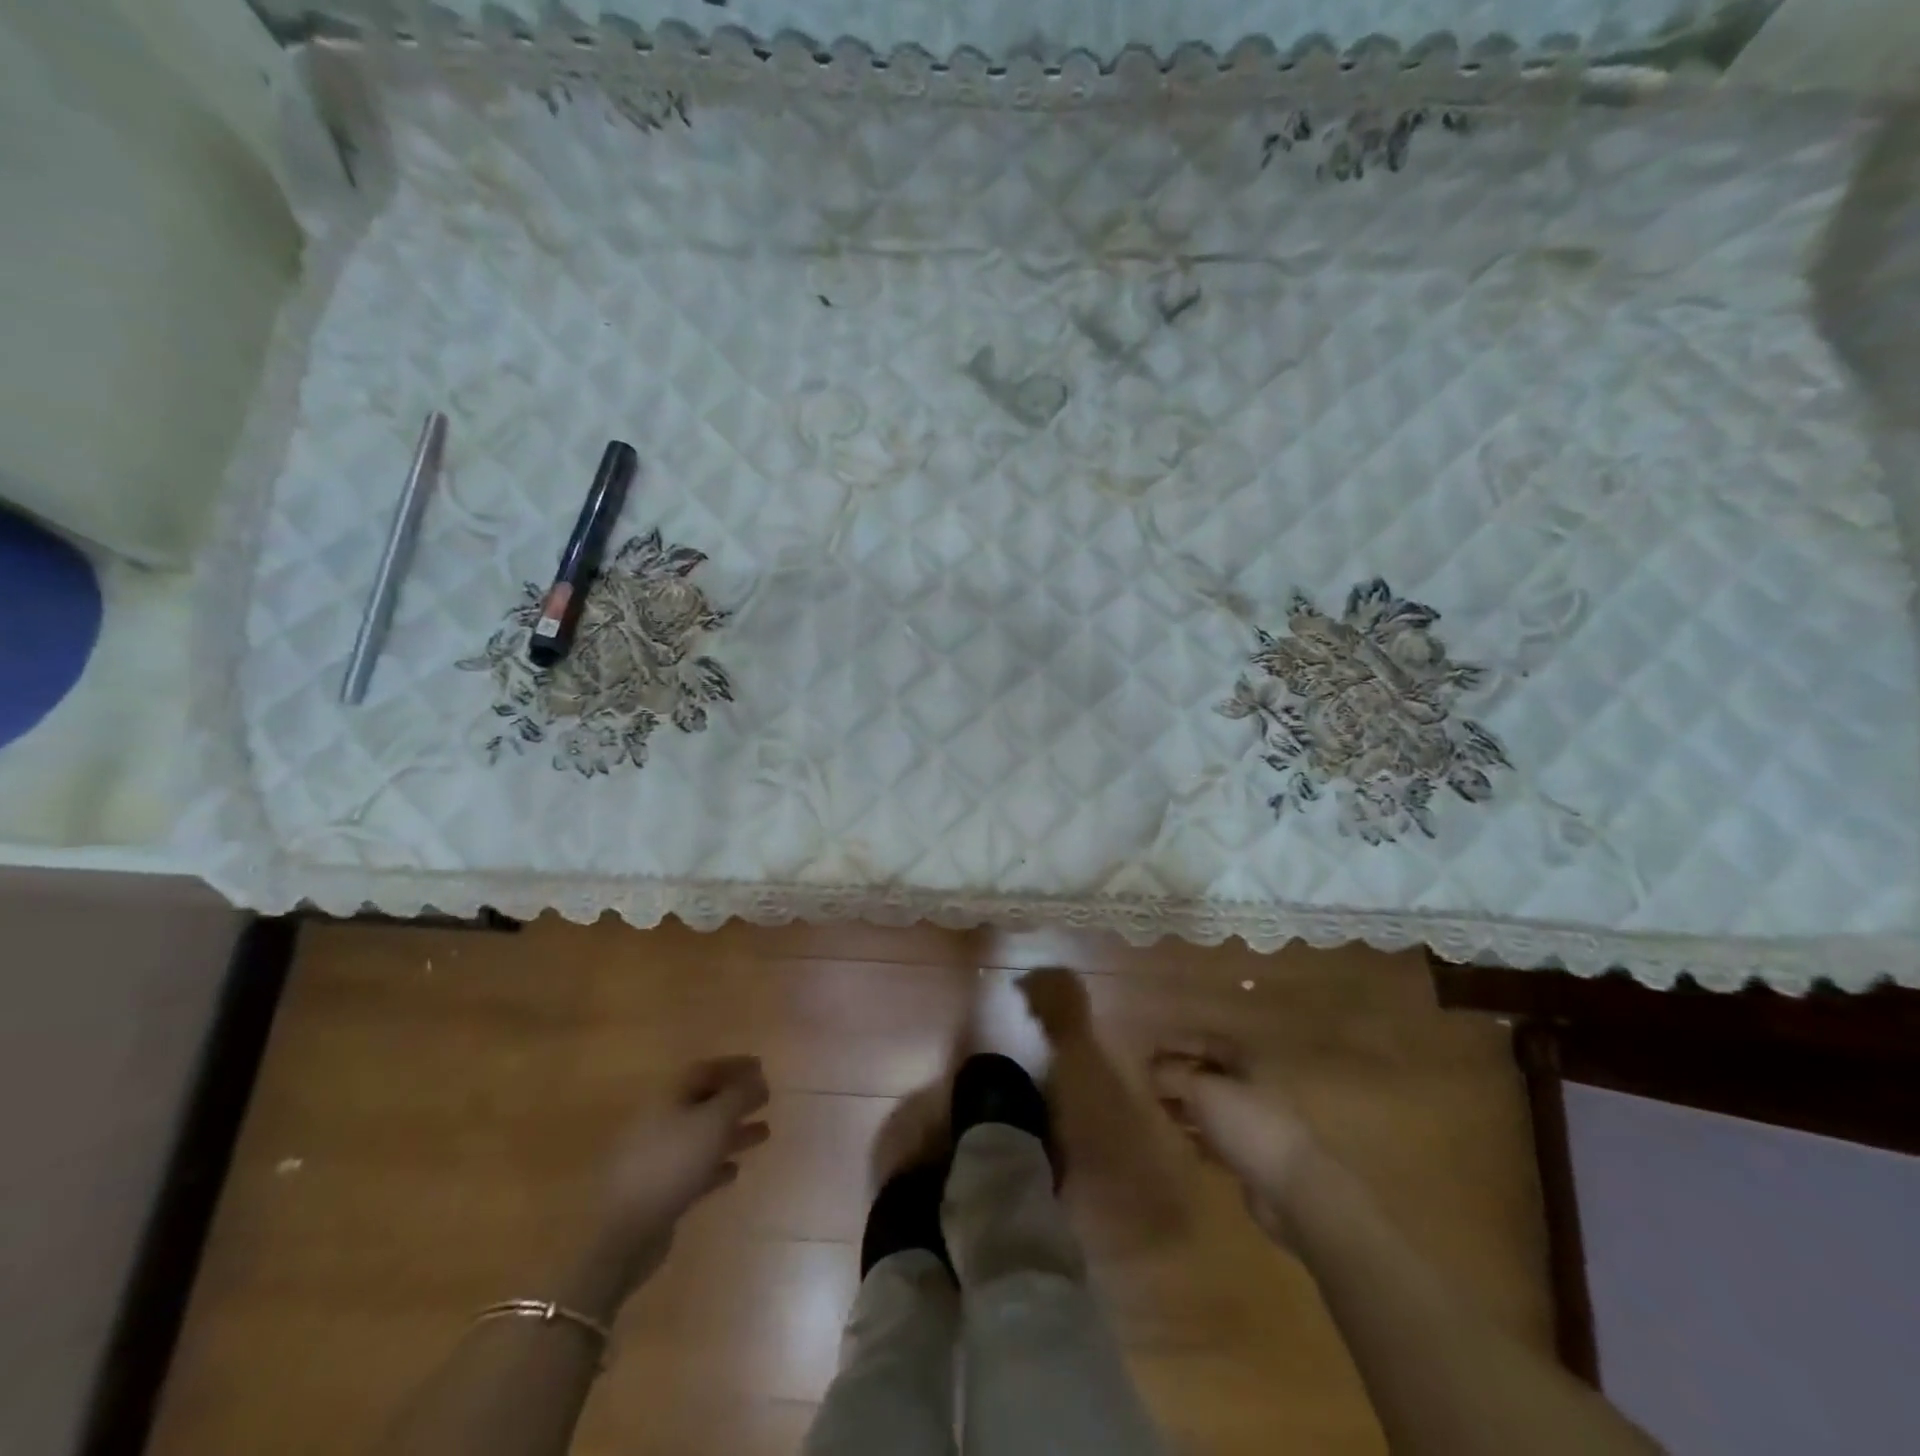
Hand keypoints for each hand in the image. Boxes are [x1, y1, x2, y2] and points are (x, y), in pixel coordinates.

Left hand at [560, 1056, 770, 1315]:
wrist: (624, 1232)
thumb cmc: (673, 1163)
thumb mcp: (714, 1122)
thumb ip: (739, 1096)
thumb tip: (756, 1079)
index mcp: (668, 1095)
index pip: (705, 1070)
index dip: (734, 1066)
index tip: (762, 1068)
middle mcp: (660, 1119)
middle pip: (703, 1101)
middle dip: (736, 1099)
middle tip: (766, 1099)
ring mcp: (656, 1155)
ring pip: (701, 1135)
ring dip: (732, 1132)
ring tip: (764, 1133)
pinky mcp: (658, 1189)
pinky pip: (693, 1167)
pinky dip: (715, 1165)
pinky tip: (734, 1170)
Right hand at [1150, 1033, 1318, 1244]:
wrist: (1292, 1190)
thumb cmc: (1248, 1125)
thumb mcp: (1202, 1090)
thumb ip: (1171, 1075)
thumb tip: (1149, 1071)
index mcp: (1246, 1064)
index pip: (1207, 1042)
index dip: (1178, 1043)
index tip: (1149, 1049)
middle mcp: (1251, 1089)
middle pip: (1208, 1075)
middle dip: (1179, 1077)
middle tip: (1149, 1083)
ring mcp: (1252, 1124)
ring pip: (1211, 1108)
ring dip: (1185, 1108)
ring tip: (1159, 1111)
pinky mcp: (1250, 1158)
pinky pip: (1217, 1140)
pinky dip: (1198, 1137)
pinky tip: (1181, 1141)